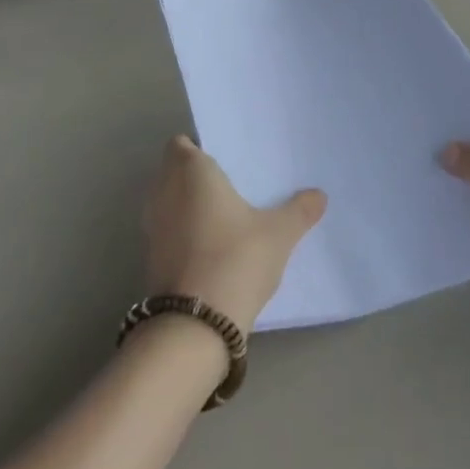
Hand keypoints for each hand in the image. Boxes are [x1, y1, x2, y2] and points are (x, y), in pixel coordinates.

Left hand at [142, 136, 327, 333]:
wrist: (195, 324)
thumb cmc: (235, 258)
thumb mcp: (278, 234)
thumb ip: (299, 211)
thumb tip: (319, 195)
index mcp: (190, 171)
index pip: (181, 144)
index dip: (199, 148)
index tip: (226, 161)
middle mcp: (163, 191)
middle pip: (173, 171)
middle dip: (195, 177)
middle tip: (232, 186)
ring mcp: (152, 226)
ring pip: (168, 202)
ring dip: (187, 206)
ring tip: (225, 217)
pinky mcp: (150, 258)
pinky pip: (168, 231)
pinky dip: (183, 233)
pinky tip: (211, 248)